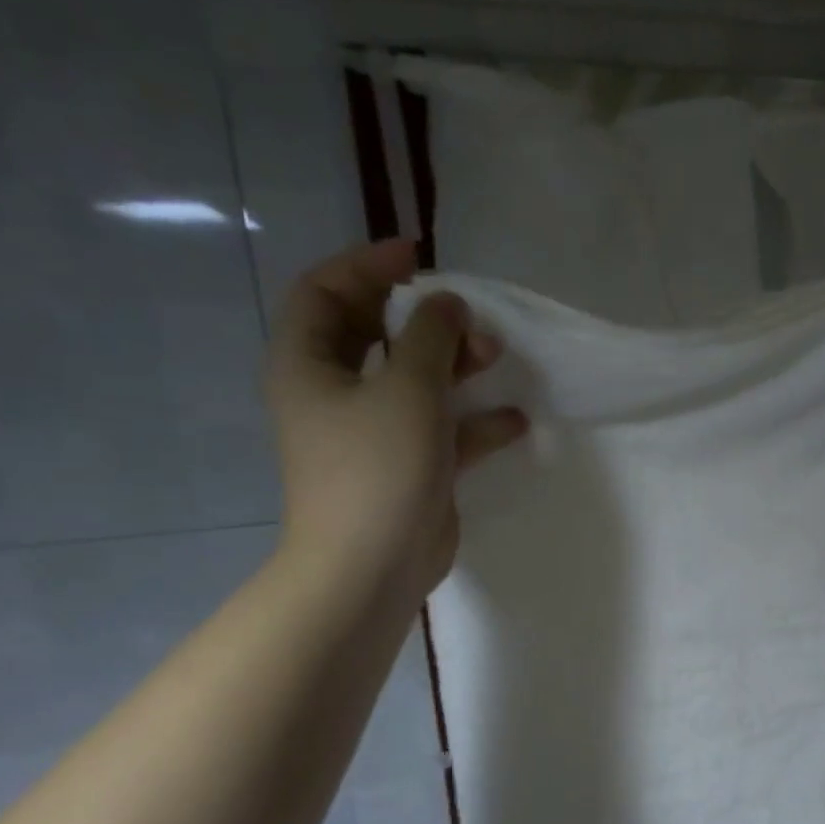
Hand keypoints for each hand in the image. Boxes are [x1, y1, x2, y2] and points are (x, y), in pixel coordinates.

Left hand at [266, 239, 526, 610]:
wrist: (372, 565)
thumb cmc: (378, 467)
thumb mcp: (408, 389)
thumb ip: (432, 337)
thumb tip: (448, 304)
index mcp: (309, 365)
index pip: (326, 292)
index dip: (367, 266)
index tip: (419, 258)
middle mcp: (335, 393)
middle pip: (376, 334)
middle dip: (426, 320)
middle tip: (470, 319)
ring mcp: (373, 433)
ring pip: (415, 380)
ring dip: (456, 365)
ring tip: (496, 357)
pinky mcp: (408, 467)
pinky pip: (442, 429)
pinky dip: (475, 421)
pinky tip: (515, 419)